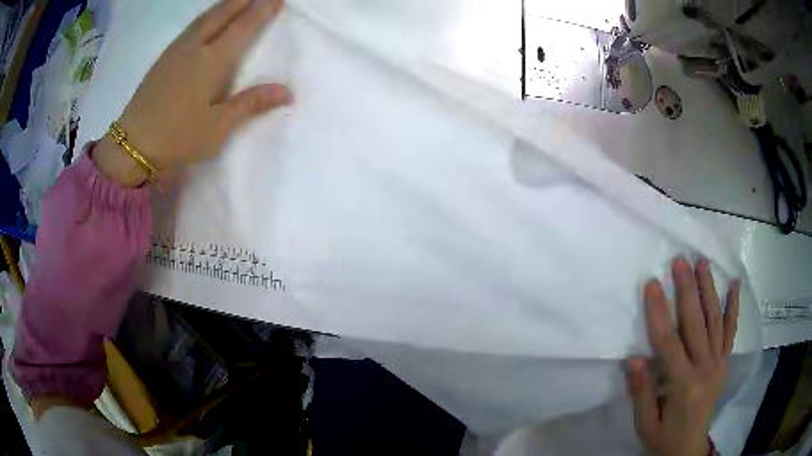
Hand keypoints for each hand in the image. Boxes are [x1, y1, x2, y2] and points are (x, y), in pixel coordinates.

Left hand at [94, 0, 291, 186]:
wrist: (132, 146)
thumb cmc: (178, 137)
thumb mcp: (218, 127)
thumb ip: (251, 104)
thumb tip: (287, 91)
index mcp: (212, 61)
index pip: (243, 27)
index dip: (262, 10)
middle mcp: (195, 47)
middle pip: (223, 13)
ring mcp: (176, 51)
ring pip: (204, 17)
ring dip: (224, 4)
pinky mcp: (163, 59)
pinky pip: (191, 27)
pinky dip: (206, 16)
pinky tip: (207, 19)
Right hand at [626, 257, 739, 455]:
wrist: (689, 448)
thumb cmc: (663, 437)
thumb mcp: (645, 423)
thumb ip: (641, 392)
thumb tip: (634, 358)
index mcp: (683, 385)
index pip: (669, 342)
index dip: (659, 312)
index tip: (652, 284)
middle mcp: (705, 368)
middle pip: (696, 323)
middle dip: (687, 290)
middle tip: (680, 261)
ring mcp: (718, 363)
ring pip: (715, 320)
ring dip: (708, 289)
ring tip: (702, 263)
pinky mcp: (725, 362)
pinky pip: (730, 330)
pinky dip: (733, 306)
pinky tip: (734, 285)